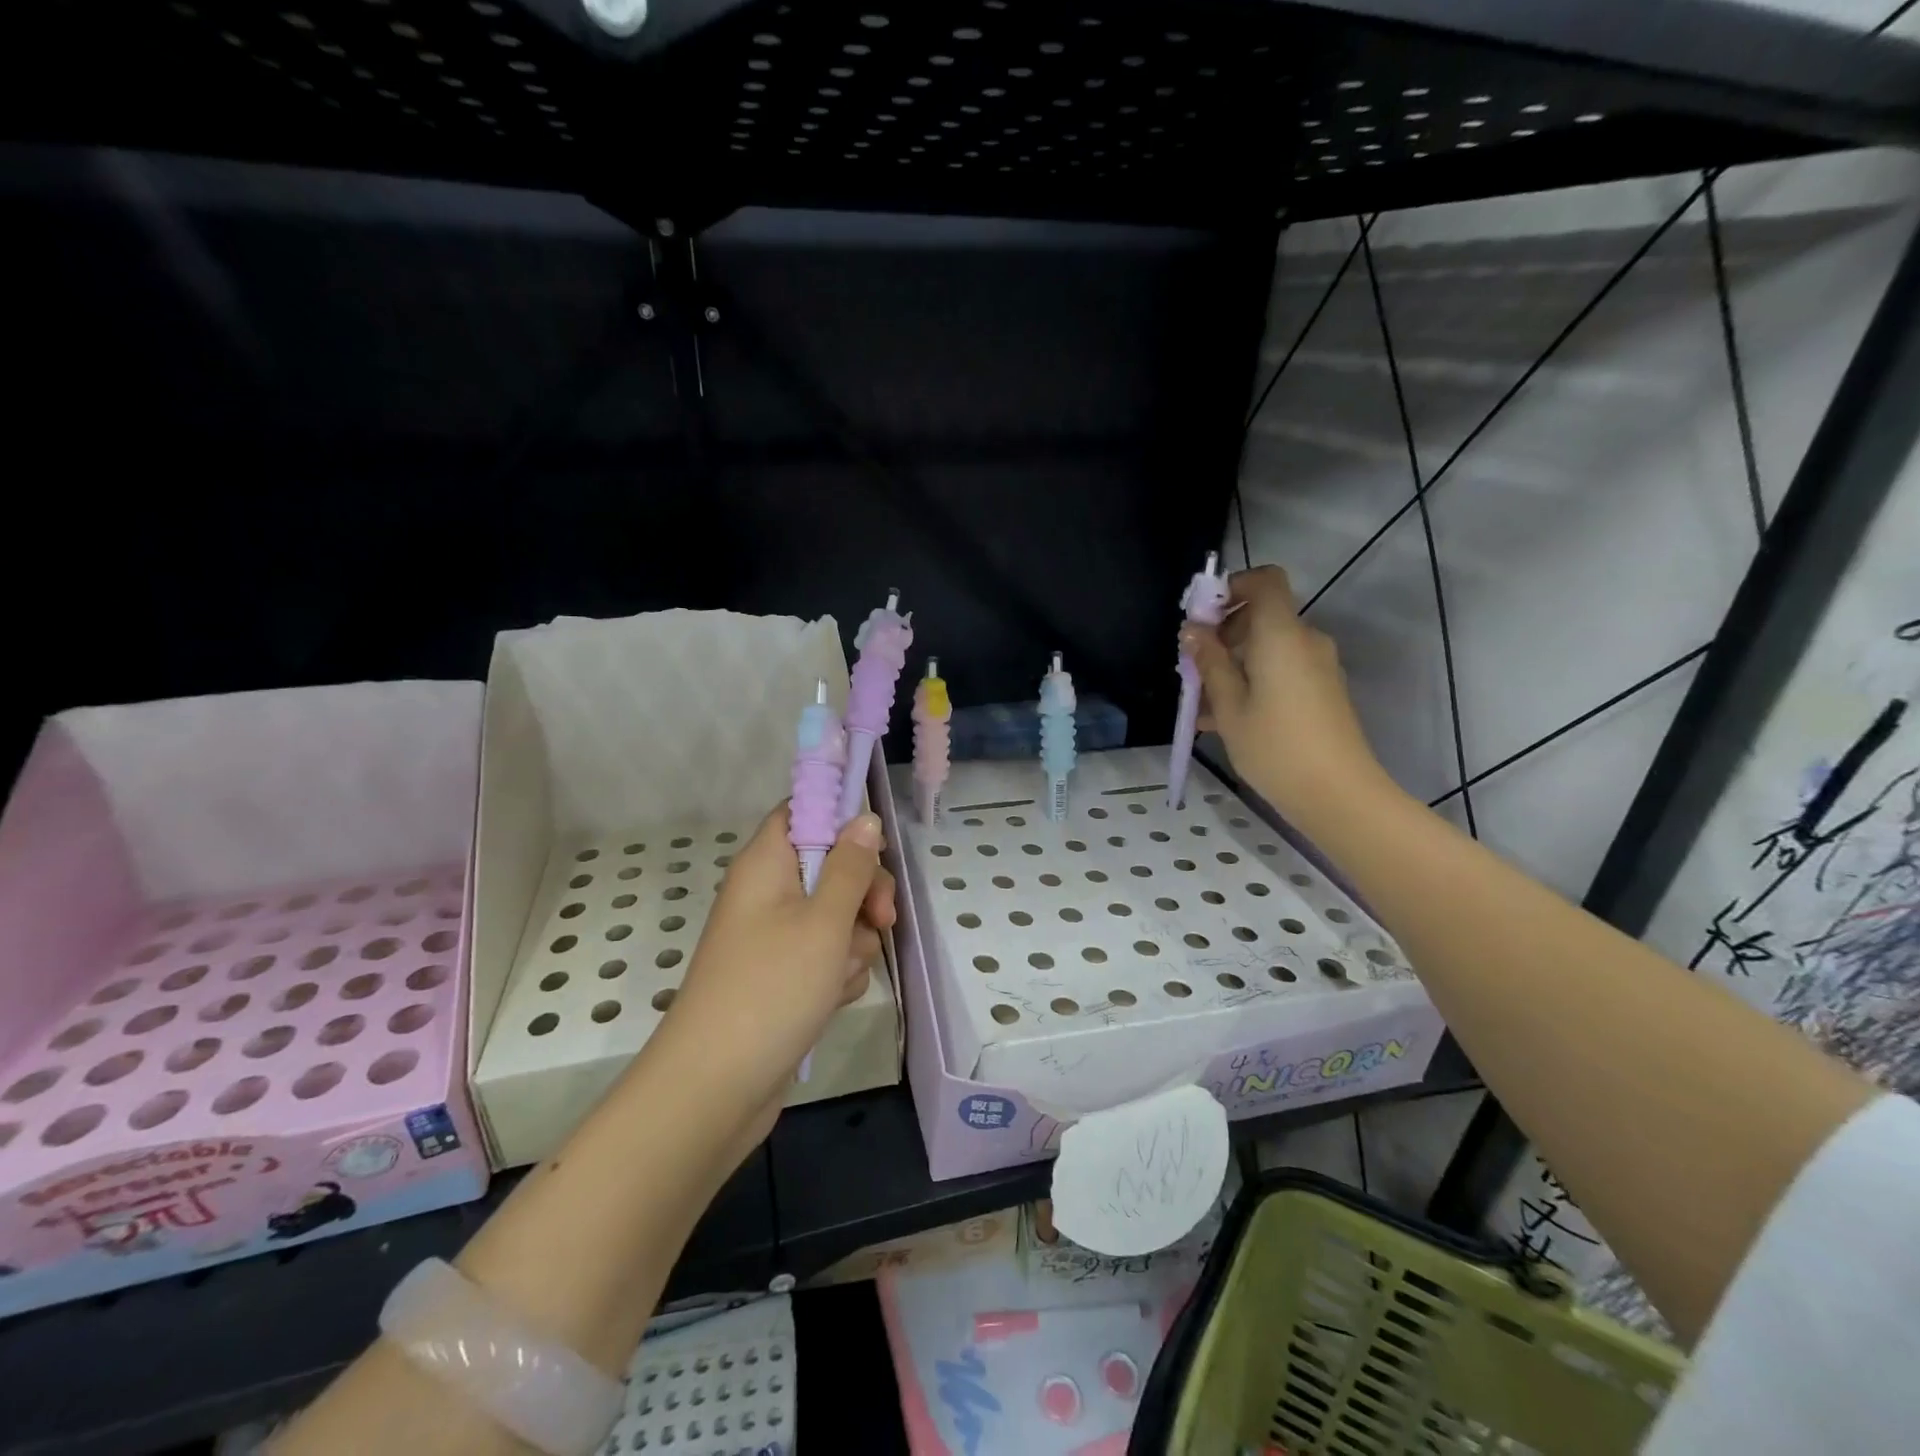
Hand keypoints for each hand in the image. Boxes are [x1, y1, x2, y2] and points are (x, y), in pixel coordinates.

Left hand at [648, 804, 894, 1154]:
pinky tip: (832, 998)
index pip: (803, 811)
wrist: (716, 1088)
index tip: (876, 846)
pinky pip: (827, 956)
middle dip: (864, 893)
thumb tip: (865, 818)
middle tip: (879, 920)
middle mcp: (769, 893)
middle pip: (832, 865)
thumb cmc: (771, 988)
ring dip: (853, 942)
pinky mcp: (785, 976)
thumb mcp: (824, 921)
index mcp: (766, 863)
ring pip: (838, 916)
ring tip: (839, 975)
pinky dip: (838, 973)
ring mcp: (776, 937)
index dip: (841, 818)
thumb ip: (851, 866)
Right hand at [1183, 565, 1386, 828]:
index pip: (1265, 581)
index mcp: (1281, 635)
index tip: (1202, 617)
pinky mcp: (1322, 691)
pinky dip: (1252, 682)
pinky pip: (1280, 671)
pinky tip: (1223, 720)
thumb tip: (1193, 630)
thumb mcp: (1230, 707)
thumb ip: (1210, 663)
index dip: (1232, 587)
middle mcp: (1305, 641)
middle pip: (1261, 617)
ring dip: (1233, 665)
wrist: (1338, 794)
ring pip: (1267, 650)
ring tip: (1201, 704)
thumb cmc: (1276, 746)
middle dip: (1223, 634)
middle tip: (1192, 668)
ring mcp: (1318, 667)